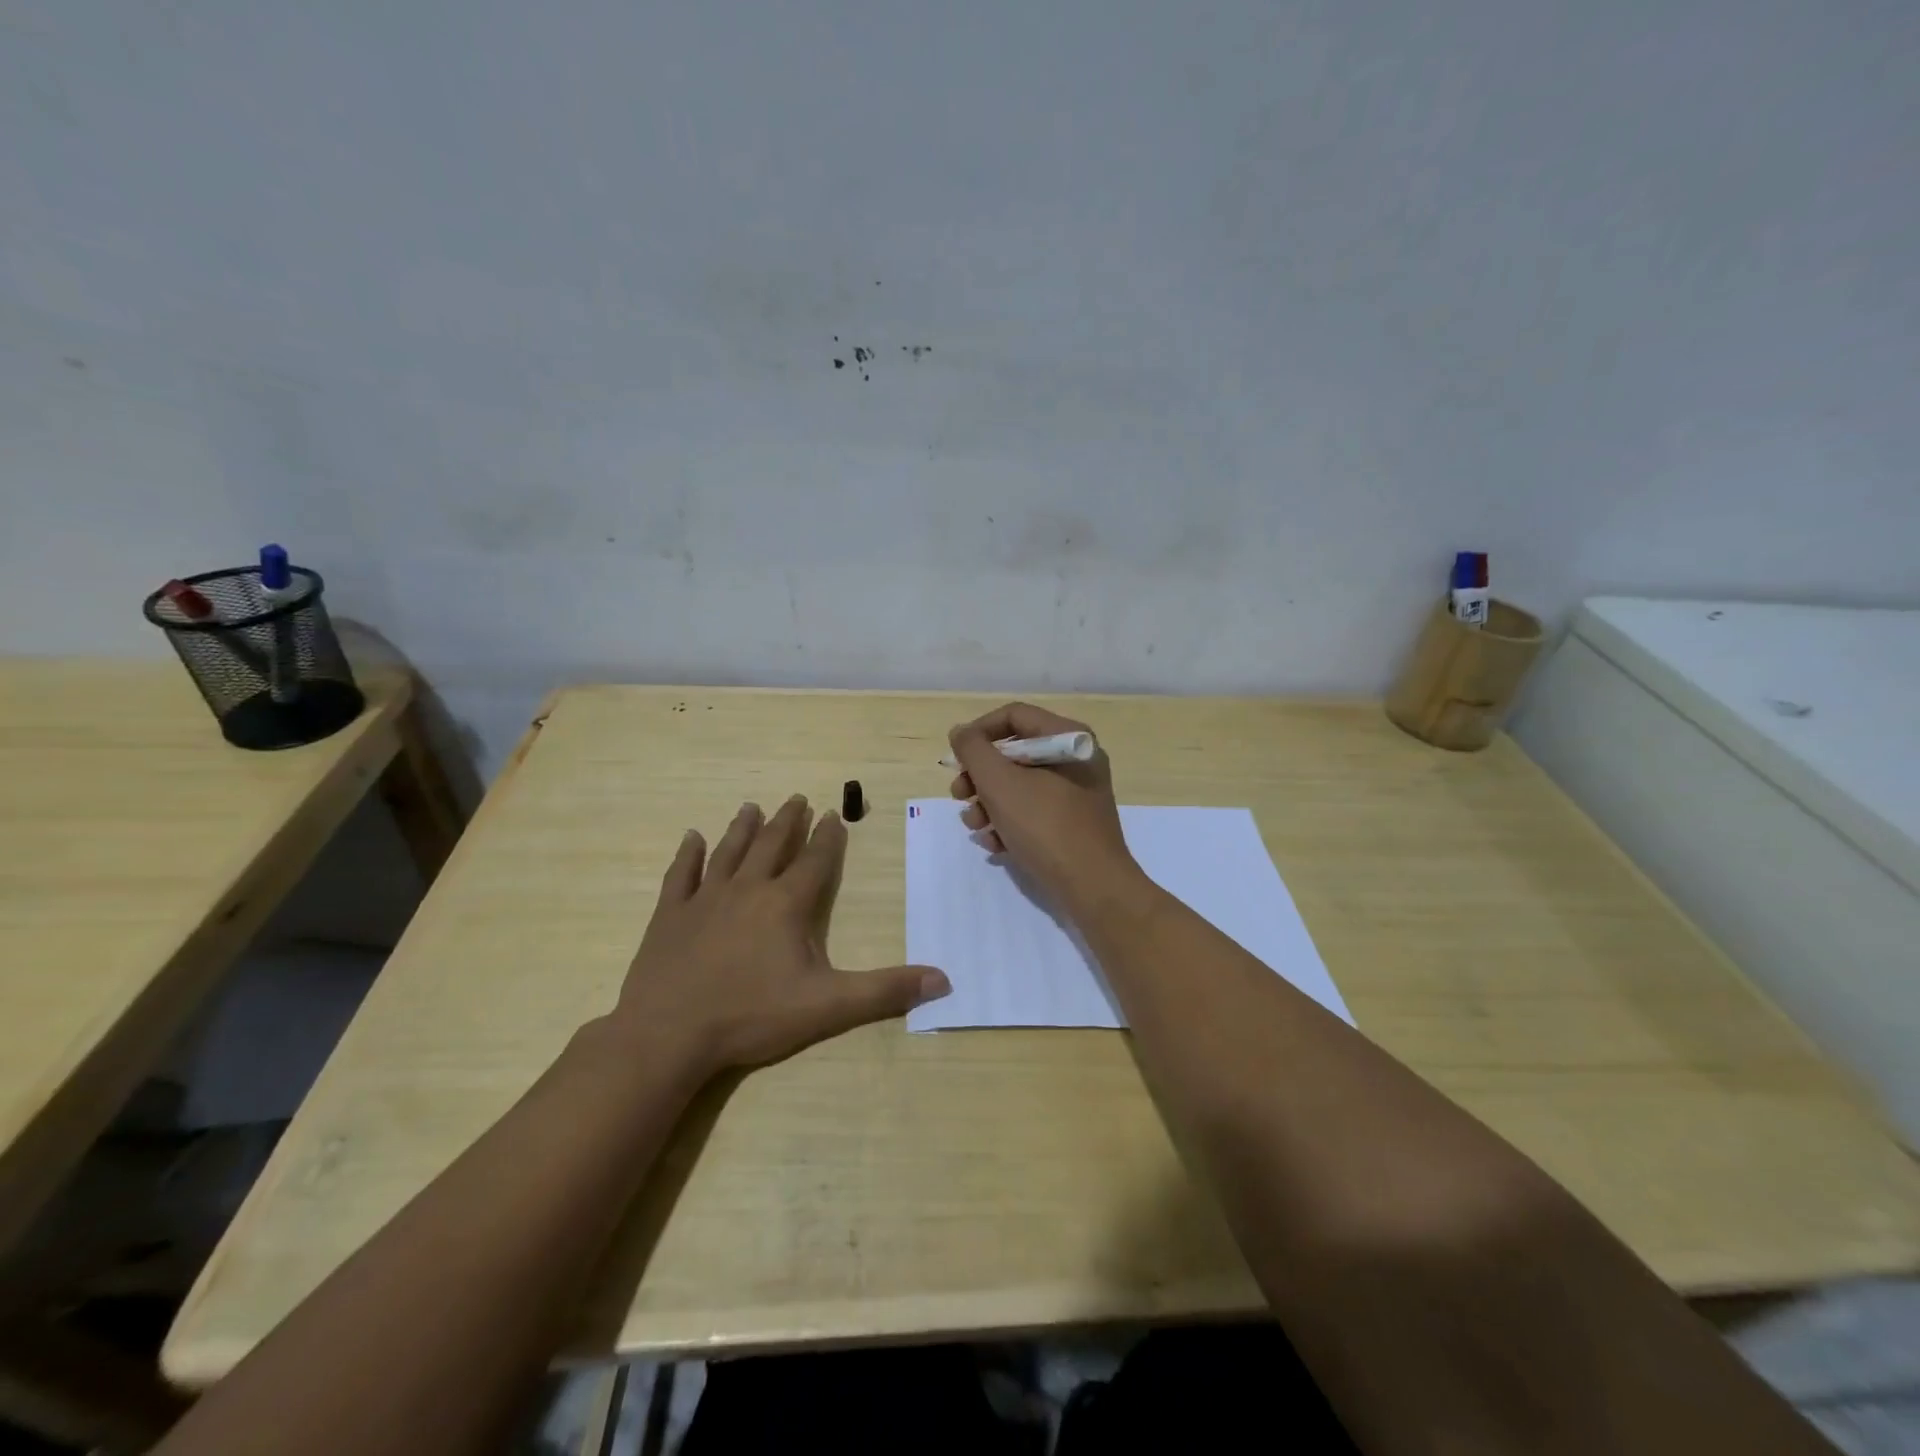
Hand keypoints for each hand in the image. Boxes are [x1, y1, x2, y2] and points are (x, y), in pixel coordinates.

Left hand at [613, 796, 949, 1075]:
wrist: (669, 1034)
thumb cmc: (752, 1016)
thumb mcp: (828, 1006)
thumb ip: (885, 991)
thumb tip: (943, 980)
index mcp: (786, 904)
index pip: (814, 861)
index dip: (828, 837)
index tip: (834, 814)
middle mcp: (747, 889)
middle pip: (772, 845)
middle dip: (788, 821)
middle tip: (797, 798)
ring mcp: (705, 899)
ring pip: (729, 851)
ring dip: (742, 827)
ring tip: (751, 806)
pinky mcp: (670, 915)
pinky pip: (681, 875)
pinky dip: (687, 854)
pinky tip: (691, 837)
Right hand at [948, 702, 1139, 911]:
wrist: (1093, 887)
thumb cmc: (1045, 826)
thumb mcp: (1000, 783)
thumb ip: (973, 751)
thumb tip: (960, 732)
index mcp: (1067, 738)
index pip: (1013, 716)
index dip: (978, 732)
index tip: (956, 757)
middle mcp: (1074, 759)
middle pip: (1013, 753)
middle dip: (979, 776)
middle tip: (959, 795)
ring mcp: (1075, 794)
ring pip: (1018, 786)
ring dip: (988, 804)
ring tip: (975, 827)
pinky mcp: (1071, 824)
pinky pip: (1032, 812)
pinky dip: (1009, 824)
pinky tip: (995, 845)